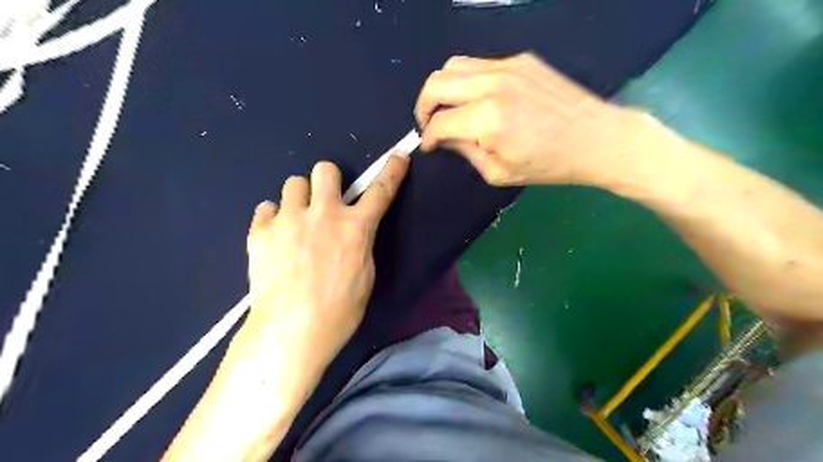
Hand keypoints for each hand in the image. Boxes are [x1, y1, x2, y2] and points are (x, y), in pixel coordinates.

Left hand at [244, 159, 411, 371]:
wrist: (290, 331)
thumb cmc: (338, 312)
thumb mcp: (365, 277)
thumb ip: (361, 246)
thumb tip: (352, 234)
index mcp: (355, 228)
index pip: (381, 190)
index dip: (392, 171)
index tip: (398, 157)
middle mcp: (323, 214)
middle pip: (325, 169)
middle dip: (329, 180)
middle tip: (325, 201)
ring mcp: (289, 219)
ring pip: (293, 183)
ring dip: (300, 197)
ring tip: (297, 220)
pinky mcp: (260, 232)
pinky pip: (266, 208)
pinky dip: (273, 218)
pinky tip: (275, 237)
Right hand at [419, 55, 641, 187]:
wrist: (595, 138)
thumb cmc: (548, 165)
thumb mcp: (499, 172)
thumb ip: (466, 152)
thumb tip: (445, 139)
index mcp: (487, 120)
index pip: (440, 123)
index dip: (428, 137)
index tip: (429, 146)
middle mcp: (492, 85)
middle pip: (436, 83)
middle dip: (423, 106)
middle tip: (428, 124)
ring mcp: (508, 67)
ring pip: (453, 65)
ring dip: (442, 88)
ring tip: (448, 109)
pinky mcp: (521, 60)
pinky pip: (479, 64)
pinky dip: (467, 81)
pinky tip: (477, 99)